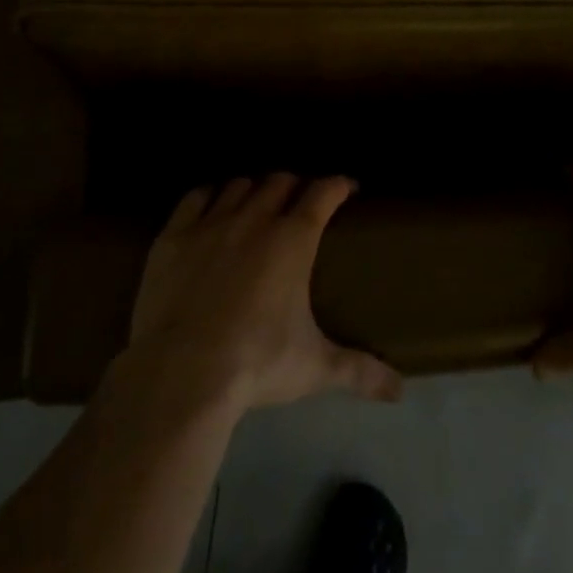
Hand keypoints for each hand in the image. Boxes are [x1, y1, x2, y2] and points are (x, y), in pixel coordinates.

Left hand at [129, 174, 403, 412]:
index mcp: (293, 240)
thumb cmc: (257, 363)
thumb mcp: (315, 368)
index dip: (337, 185)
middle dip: (295, 186)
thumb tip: (400, 391)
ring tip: (257, 204)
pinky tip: (211, 207)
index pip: (322, 193)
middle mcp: (254, 219)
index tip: (346, 188)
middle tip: (300, 202)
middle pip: (280, 182)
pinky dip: (209, 196)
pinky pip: (195, 198)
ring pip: (238, 186)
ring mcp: (210, 224)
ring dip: (253, 189)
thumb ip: (359, 372)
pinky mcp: (173, 236)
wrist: (183, 373)